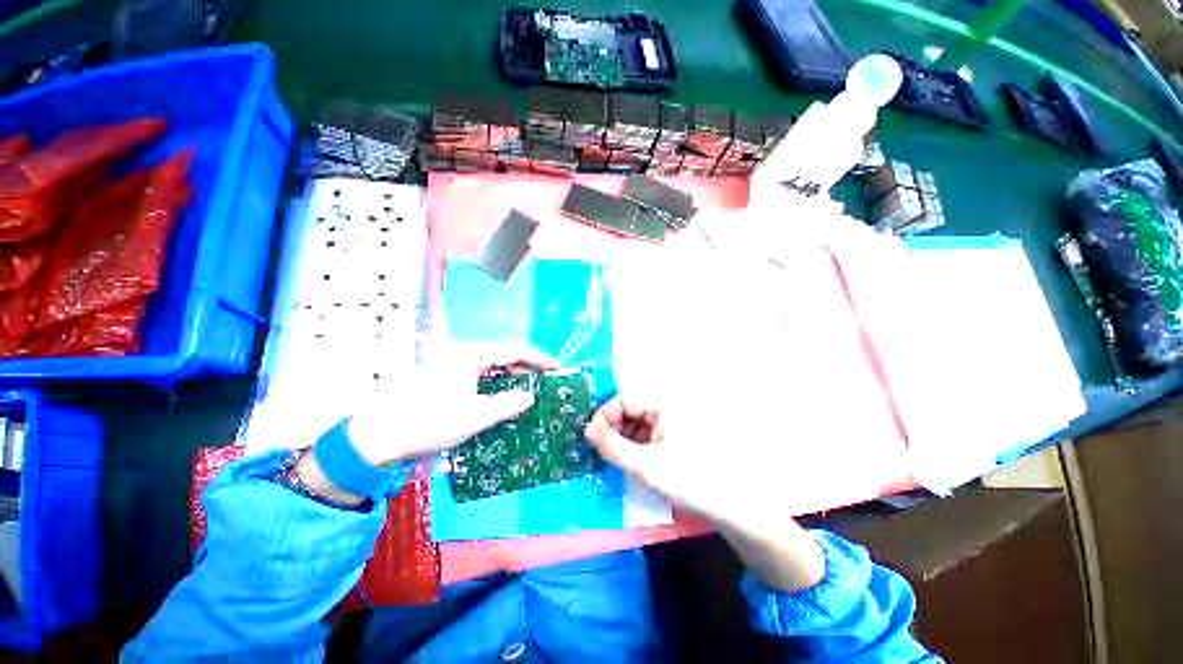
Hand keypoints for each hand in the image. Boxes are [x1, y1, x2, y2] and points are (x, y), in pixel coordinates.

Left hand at [347, 343, 558, 466]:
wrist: (379, 438)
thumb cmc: (429, 423)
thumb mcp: (475, 416)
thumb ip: (508, 403)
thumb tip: (530, 396)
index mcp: (470, 355)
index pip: (513, 350)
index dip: (538, 358)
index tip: (556, 367)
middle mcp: (462, 353)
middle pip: (503, 354)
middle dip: (526, 366)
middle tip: (546, 379)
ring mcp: (451, 364)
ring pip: (491, 364)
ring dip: (512, 374)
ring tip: (531, 386)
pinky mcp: (445, 376)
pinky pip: (480, 374)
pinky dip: (496, 382)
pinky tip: (504, 393)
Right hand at [585, 395, 825, 592]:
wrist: (732, 505)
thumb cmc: (688, 479)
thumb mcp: (645, 465)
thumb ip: (612, 446)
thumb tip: (588, 431)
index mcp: (663, 404)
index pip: (623, 399)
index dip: (604, 416)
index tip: (592, 438)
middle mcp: (668, 407)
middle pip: (631, 409)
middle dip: (614, 428)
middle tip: (603, 451)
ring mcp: (673, 422)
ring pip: (639, 422)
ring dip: (624, 437)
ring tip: (617, 459)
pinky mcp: (676, 436)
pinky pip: (649, 433)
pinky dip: (637, 444)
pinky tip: (634, 461)